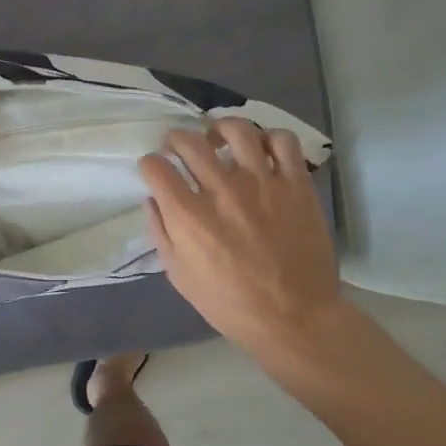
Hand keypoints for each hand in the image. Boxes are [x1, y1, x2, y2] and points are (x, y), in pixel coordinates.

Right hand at [140, 120, 346, 379]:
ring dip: (220, 128)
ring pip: (237, 130)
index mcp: (188, 216)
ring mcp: (262, 183)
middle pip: (190, 142)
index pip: (155, 167)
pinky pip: (282, 142)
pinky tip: (261, 150)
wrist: (293, 317)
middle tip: (179, 147)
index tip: (154, 171)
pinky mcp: (296, 184)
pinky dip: (268, 138)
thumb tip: (153, 200)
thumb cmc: (230, 303)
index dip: (149, 165)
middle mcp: (221, 190)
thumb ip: (161, 233)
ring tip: (220, 138)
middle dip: (176, 139)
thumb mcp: (179, 276)